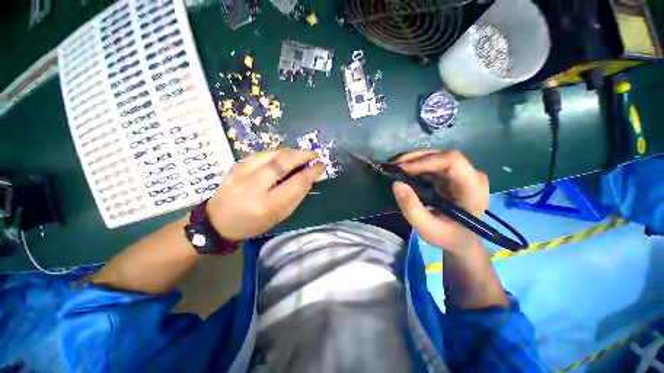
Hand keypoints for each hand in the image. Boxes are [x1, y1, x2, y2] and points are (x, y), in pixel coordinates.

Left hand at [206, 149, 323, 240]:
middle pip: (283, 163)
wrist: (218, 221)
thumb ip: (296, 196)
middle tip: (314, 154)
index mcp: (267, 205)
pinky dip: (278, 152)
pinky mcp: (237, 164)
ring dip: (291, 151)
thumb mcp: (279, 216)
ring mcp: (242, 172)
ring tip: (302, 154)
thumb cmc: (253, 223)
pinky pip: (263, 153)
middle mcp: (254, 186)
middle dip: (302, 155)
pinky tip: (285, 154)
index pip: (296, 183)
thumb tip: (309, 177)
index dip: (311, 172)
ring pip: (272, 154)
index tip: (321, 165)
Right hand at [392, 150, 489, 253]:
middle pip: (443, 156)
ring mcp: (462, 174)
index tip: (403, 170)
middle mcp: (471, 175)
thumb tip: (396, 184)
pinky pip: (433, 164)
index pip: (453, 161)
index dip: (425, 161)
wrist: (461, 240)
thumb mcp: (426, 228)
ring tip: (396, 168)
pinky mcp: (452, 176)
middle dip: (415, 159)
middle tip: (394, 167)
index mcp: (473, 188)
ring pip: (436, 157)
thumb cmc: (448, 237)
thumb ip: (411, 208)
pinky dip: (416, 166)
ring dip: (414, 161)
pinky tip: (404, 172)